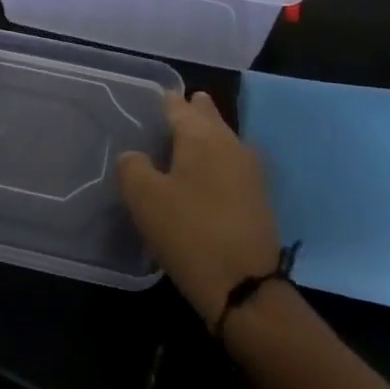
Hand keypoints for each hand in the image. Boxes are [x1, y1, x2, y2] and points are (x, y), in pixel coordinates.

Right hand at [116, 92, 281, 325]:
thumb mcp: (144, 198)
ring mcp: (249, 169)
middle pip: (205, 115)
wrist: (246, 287)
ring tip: (180, 146)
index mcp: (200, 134)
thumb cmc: (189, 232)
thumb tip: (135, 156)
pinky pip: (230, 163)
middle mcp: (228, 141)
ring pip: (221, 138)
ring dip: (203, 138)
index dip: (161, 101)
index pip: (176, 104)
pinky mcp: (258, 196)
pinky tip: (201, 178)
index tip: (146, 103)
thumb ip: (131, 166)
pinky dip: (215, 162)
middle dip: (188, 111)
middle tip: (166, 118)